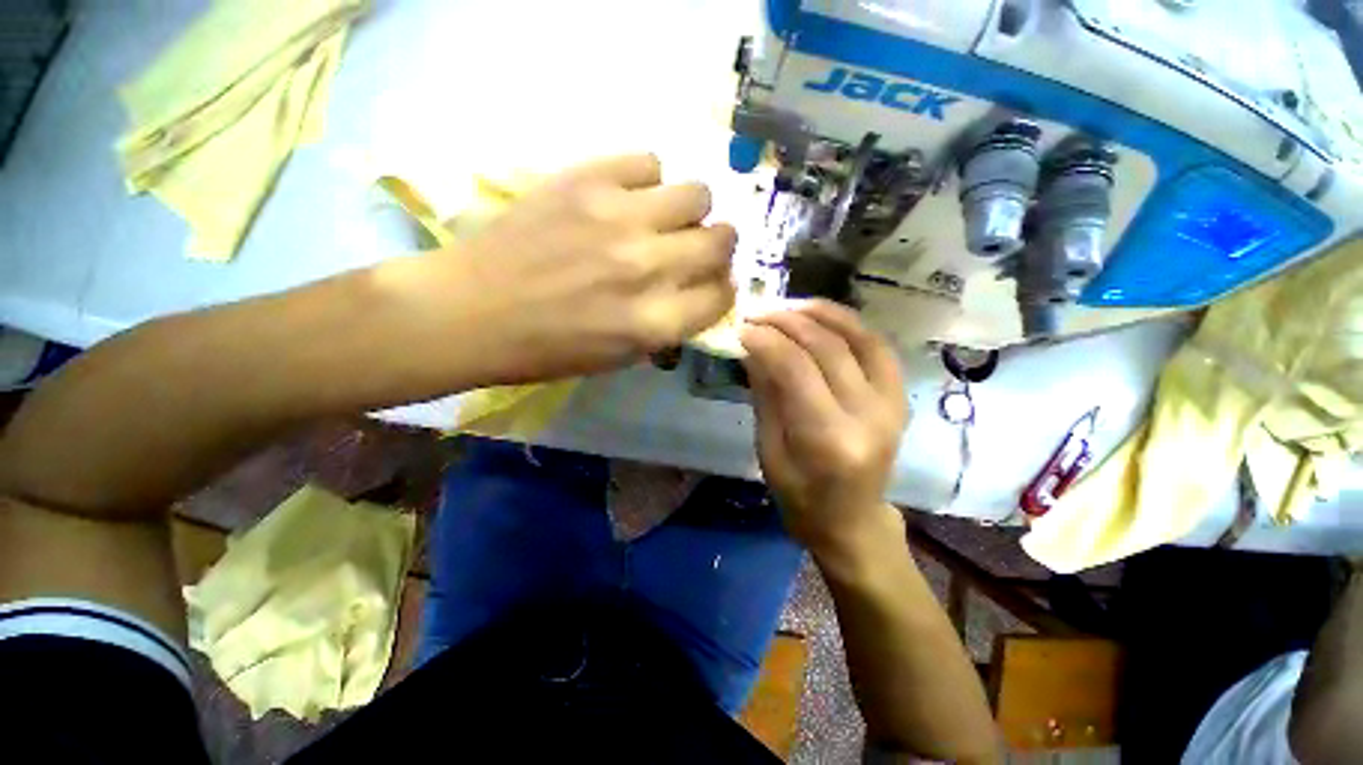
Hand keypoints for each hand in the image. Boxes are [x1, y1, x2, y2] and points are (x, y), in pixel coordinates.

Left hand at [405, 154, 736, 384]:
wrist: (471, 311)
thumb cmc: (547, 350)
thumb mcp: (619, 358)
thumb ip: (667, 327)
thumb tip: (697, 294)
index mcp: (653, 323)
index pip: (721, 296)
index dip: (721, 291)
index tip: (710, 286)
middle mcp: (648, 268)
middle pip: (721, 240)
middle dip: (716, 248)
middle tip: (693, 249)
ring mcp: (619, 219)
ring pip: (697, 194)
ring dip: (689, 211)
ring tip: (662, 218)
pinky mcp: (586, 180)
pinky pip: (649, 162)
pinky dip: (647, 181)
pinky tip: (627, 198)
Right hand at [741, 301, 907, 558]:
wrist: (852, 520)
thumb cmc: (800, 496)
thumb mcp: (769, 450)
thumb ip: (765, 394)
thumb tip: (752, 346)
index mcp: (828, 439)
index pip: (796, 369)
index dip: (766, 340)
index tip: (742, 327)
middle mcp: (867, 416)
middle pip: (827, 347)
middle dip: (787, 321)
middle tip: (758, 312)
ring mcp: (892, 404)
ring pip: (859, 337)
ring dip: (821, 313)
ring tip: (788, 305)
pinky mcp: (900, 398)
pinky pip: (877, 347)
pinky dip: (849, 324)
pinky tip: (822, 318)